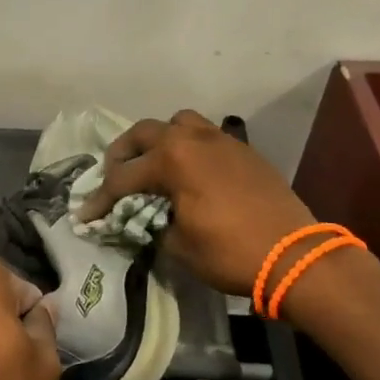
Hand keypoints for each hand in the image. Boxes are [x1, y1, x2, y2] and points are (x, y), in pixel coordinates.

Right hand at [77, 110, 316, 297]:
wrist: (295, 256)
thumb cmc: (230, 252)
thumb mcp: (178, 245)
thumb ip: (152, 224)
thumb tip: (144, 219)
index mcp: (172, 159)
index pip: (122, 178)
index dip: (100, 200)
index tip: (84, 216)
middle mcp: (194, 139)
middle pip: (144, 133)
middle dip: (122, 154)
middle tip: (114, 177)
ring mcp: (222, 141)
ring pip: (179, 123)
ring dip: (159, 140)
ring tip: (154, 164)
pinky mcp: (243, 151)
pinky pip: (206, 137)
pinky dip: (189, 148)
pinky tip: (190, 174)